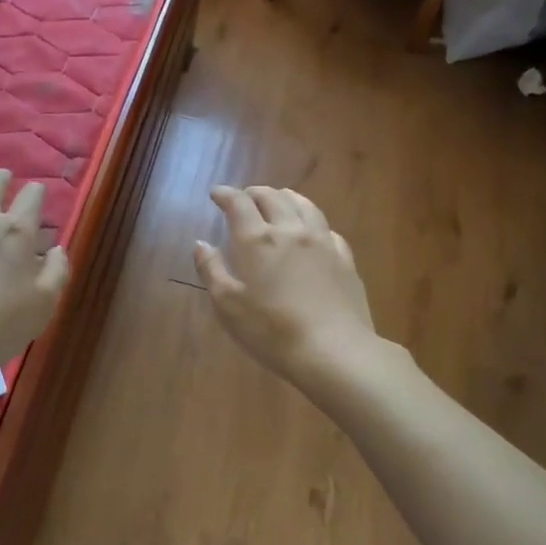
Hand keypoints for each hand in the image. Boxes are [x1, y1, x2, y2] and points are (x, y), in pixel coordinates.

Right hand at [195, 185, 378, 385]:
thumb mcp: (228, 306)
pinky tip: (312, 230)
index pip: (239, 204)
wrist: (334, 351)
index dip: (225, 194)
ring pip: (304, 205)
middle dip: (255, 193)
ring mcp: (322, 243)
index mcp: (257, 240)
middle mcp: (291, 230)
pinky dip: (312, 221)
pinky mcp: (345, 259)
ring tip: (279, 198)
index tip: (216, 194)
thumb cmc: (272, 331)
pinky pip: (327, 228)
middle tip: (245, 197)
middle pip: (273, 198)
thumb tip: (201, 244)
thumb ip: (212, 270)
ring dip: (286, 197)